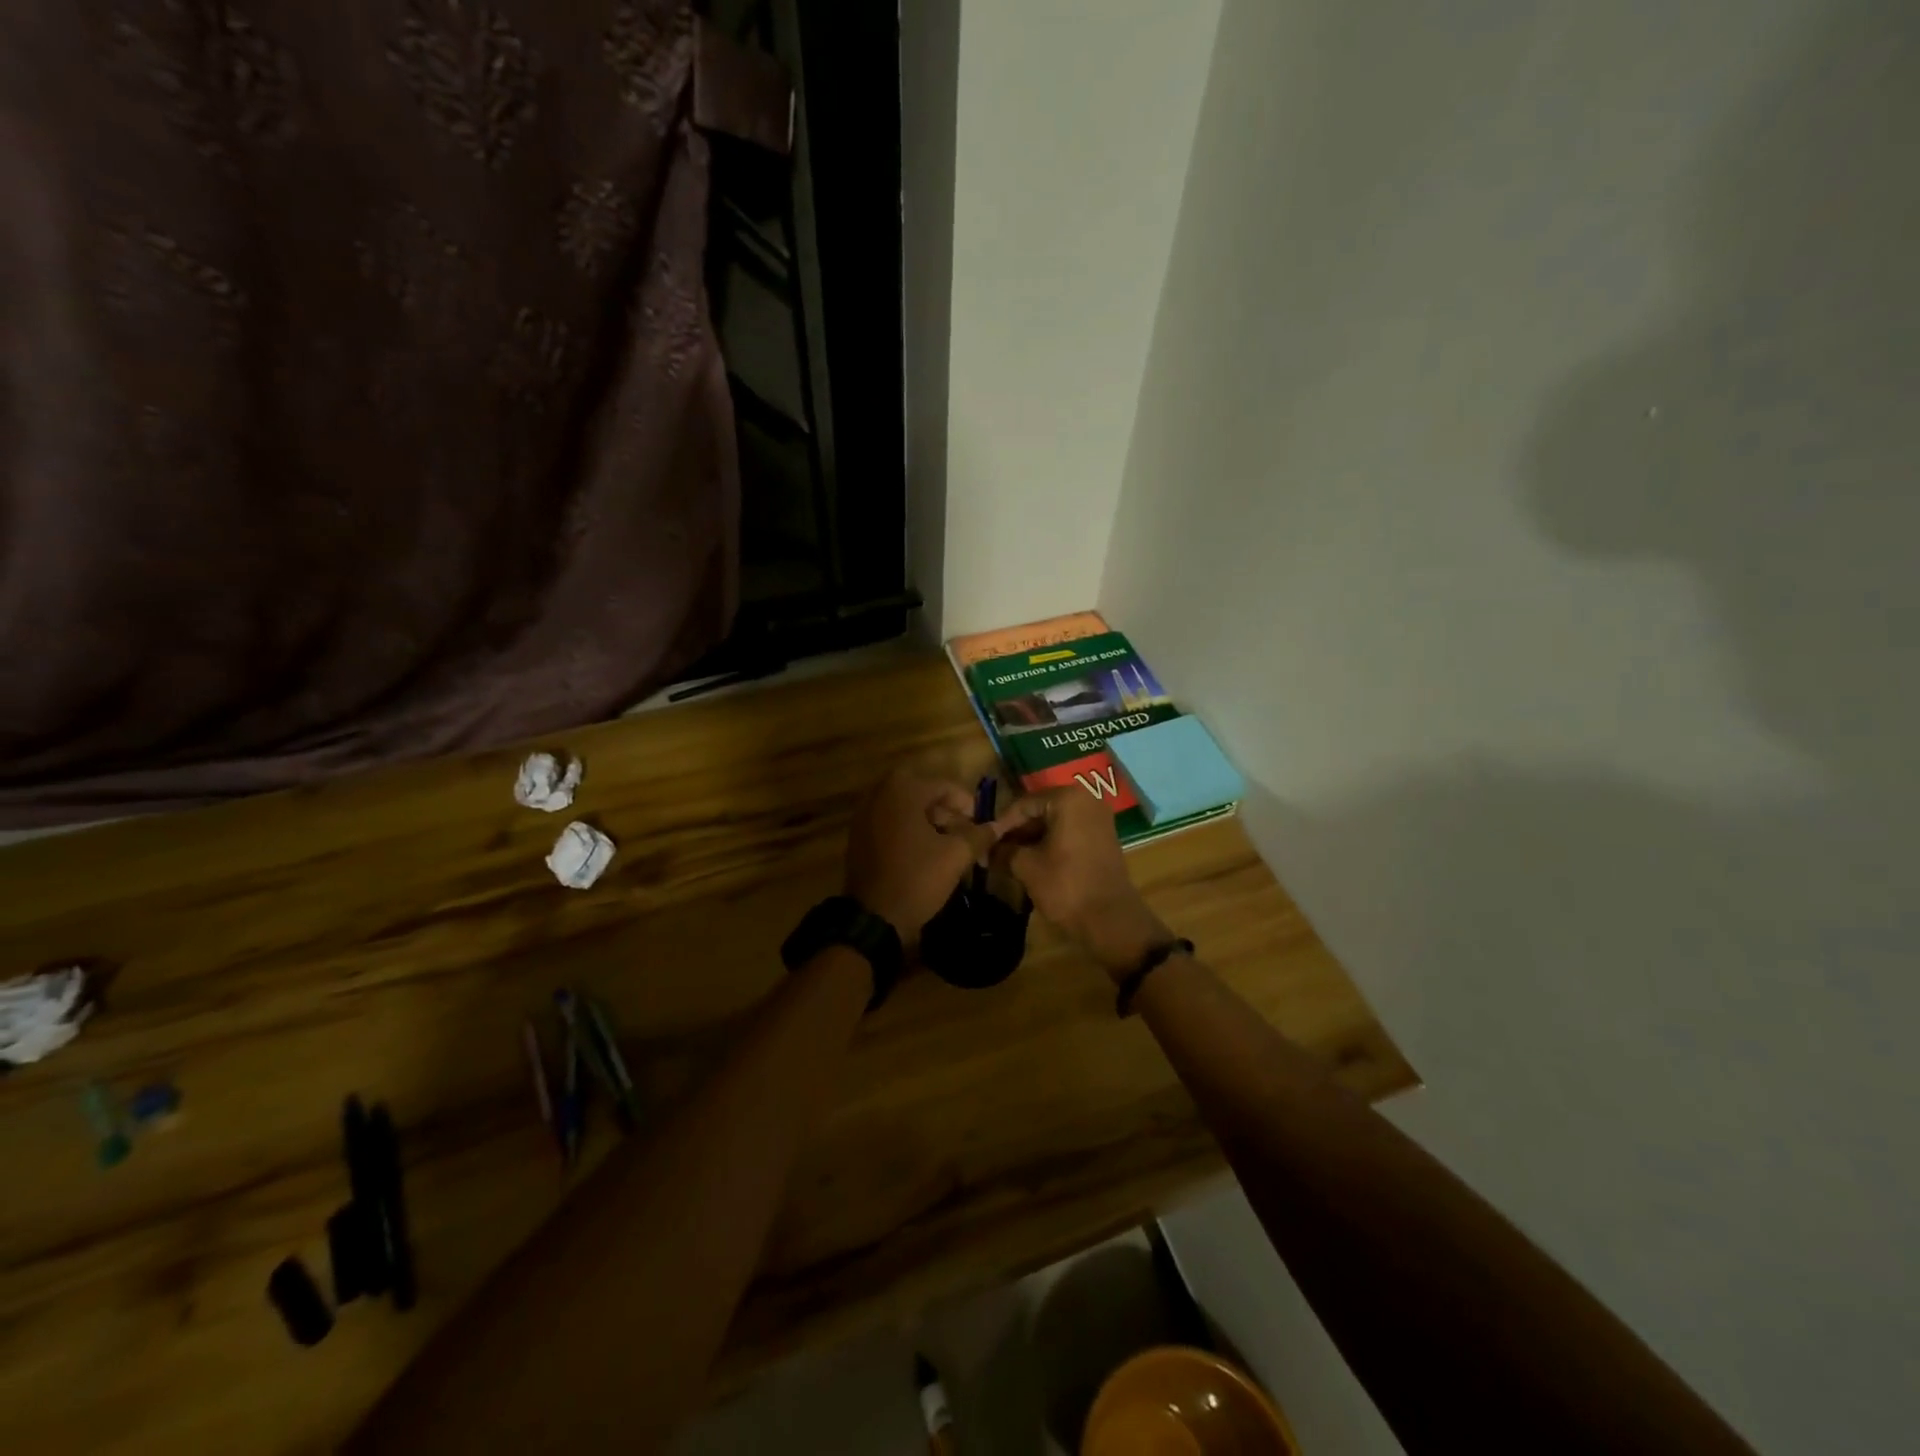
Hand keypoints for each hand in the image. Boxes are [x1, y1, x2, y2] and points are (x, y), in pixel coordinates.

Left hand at [844, 768, 994, 943]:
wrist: (874, 917)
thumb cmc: (918, 878)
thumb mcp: (956, 856)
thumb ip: (979, 835)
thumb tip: (997, 826)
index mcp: (903, 790)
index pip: (945, 786)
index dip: (968, 805)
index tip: (980, 827)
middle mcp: (880, 792)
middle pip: (924, 793)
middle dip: (948, 812)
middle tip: (964, 834)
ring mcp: (865, 813)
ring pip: (906, 807)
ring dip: (929, 820)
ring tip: (947, 845)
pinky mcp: (858, 833)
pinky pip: (890, 821)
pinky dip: (909, 829)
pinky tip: (923, 852)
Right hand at [991, 788, 1171, 979]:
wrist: (1111, 920)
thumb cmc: (1066, 886)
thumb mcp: (1026, 867)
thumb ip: (1004, 851)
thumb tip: (987, 849)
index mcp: (1068, 798)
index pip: (1023, 804)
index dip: (1001, 825)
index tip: (983, 843)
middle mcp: (1087, 799)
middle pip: (1039, 810)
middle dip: (1016, 833)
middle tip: (993, 852)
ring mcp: (1098, 818)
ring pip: (1053, 823)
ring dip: (1030, 840)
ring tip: (1007, 860)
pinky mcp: (1102, 837)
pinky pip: (1068, 833)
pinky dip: (1049, 844)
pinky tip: (1030, 862)